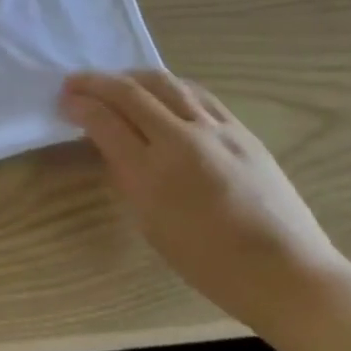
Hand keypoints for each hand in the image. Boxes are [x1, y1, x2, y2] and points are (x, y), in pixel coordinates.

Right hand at [58, 69, 350, 335]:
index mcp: (153, 173)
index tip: (63, 102)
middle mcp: (182, 141)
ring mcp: (216, 131)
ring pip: (165, 83)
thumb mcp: (150, 223)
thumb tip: (109, 143)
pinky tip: (158, 92)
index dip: (79, 105)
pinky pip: (196, 94)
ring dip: (130, 77)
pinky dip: (167, 86)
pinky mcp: (242, 130)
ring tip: (113, 82)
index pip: (104, 121)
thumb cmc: (208, 262)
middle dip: (95, 82)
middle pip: (130, 92)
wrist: (287, 273)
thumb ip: (126, 176)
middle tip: (74, 83)